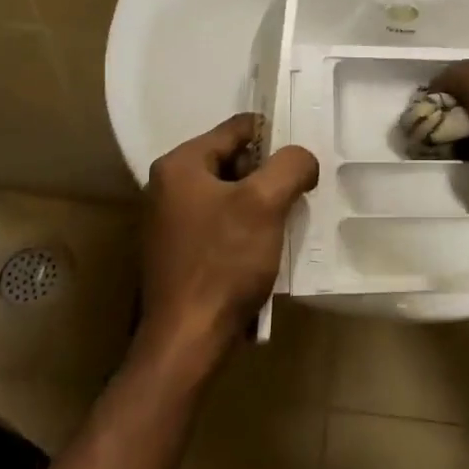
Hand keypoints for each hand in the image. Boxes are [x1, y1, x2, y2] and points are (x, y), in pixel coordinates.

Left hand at [140, 113, 319, 361]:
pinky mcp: (176, 251)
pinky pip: (218, 223)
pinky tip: (262, 249)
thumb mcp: (265, 203)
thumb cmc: (224, 262)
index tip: (302, 162)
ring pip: (228, 194)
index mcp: (180, 164)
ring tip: (284, 223)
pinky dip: (242, 228)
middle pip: (232, 160)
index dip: (275, 138)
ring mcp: (168, 220)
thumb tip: (302, 159)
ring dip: (258, 204)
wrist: (187, 340)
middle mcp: (166, 185)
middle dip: (267, 175)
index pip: (238, 128)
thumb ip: (290, 166)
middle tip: (295, 195)